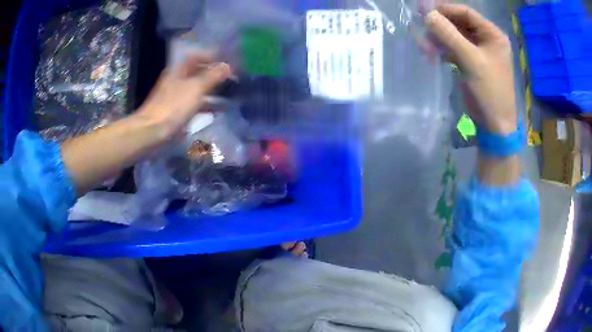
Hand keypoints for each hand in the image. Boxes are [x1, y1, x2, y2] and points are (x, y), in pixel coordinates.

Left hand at [135, 54, 230, 138]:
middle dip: (213, 74)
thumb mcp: (196, 88)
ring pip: (196, 88)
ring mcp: (174, 96)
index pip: (197, 56)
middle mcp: (176, 80)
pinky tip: (216, 110)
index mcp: (179, 70)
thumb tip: (228, 65)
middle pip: (197, 72)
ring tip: (227, 93)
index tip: (227, 61)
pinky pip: (193, 102)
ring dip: (210, 89)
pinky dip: (205, 103)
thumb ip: (213, 75)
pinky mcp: (175, 111)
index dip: (212, 56)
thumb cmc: (174, 106)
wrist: (152, 131)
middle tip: (230, 78)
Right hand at [426, 4, 516, 134]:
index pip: (467, 13)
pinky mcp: (471, 62)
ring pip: (454, 36)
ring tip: (424, 45)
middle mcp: (486, 39)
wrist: (494, 125)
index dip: (446, 9)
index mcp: (493, 35)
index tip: (424, 10)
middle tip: (420, 26)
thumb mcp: (471, 60)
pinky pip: (454, 49)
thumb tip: (426, 14)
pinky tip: (431, 53)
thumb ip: (449, 35)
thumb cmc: (490, 91)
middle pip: (459, 23)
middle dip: (440, 25)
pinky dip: (442, 49)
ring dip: (439, 38)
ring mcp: (478, 51)